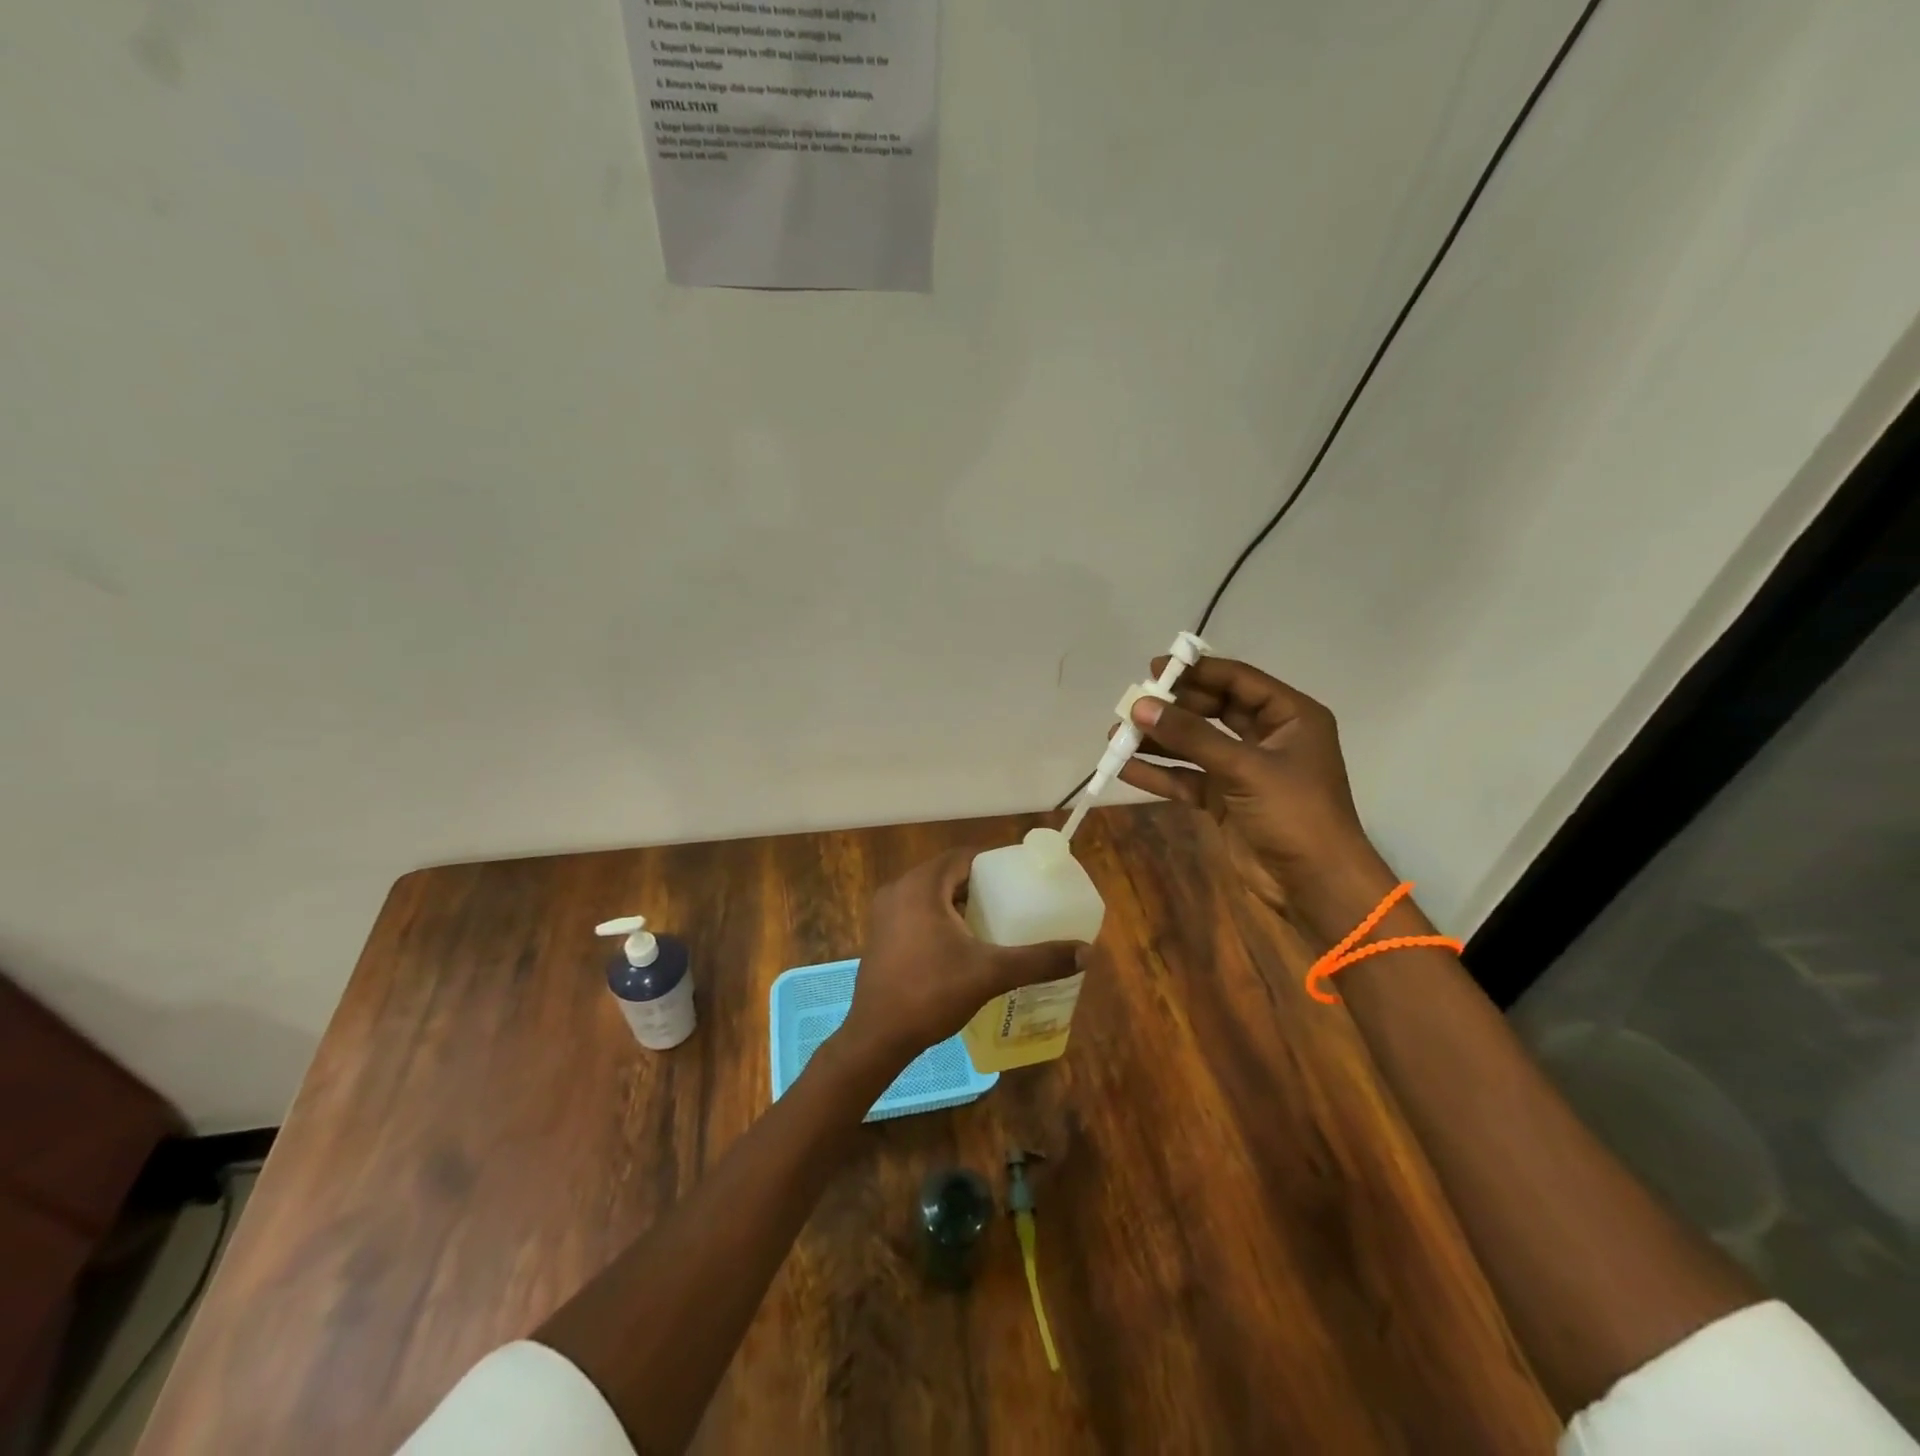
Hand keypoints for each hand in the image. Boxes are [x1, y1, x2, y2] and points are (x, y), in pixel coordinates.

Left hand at [834, 849, 1084, 1074]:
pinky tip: (962, 943)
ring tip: (993, 920)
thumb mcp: (990, 973)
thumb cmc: (931, 994)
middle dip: (979, 884)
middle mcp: (898, 890)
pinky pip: (916, 913)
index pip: (963, 857)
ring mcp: (884, 914)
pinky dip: (940, 918)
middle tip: (1012, 900)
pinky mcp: (880, 936)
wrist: (877, 1037)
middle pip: (947, 874)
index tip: (1019, 876)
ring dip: (959, 902)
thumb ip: (1038, 960)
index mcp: (921, 886)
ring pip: (931, 895)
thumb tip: (1086, 952)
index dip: (993, 863)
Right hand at [1118, 656, 1396, 942]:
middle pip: (1212, 711)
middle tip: (1132, 704)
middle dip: (1172, 709)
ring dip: (1158, 741)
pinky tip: (1125, 768)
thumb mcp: (1244, 768)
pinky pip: (1187, 778)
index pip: (1237, 681)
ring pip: (1194, 746)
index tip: (1154, 669)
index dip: (1197, 672)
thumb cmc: (1294, 813)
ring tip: (1116, 734)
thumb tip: (1140, 706)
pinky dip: (1159, 774)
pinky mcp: (1225, 800)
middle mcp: (1267, 737)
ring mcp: (1244, 770)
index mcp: (1289, 717)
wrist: (1315, 885)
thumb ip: (1191, 736)